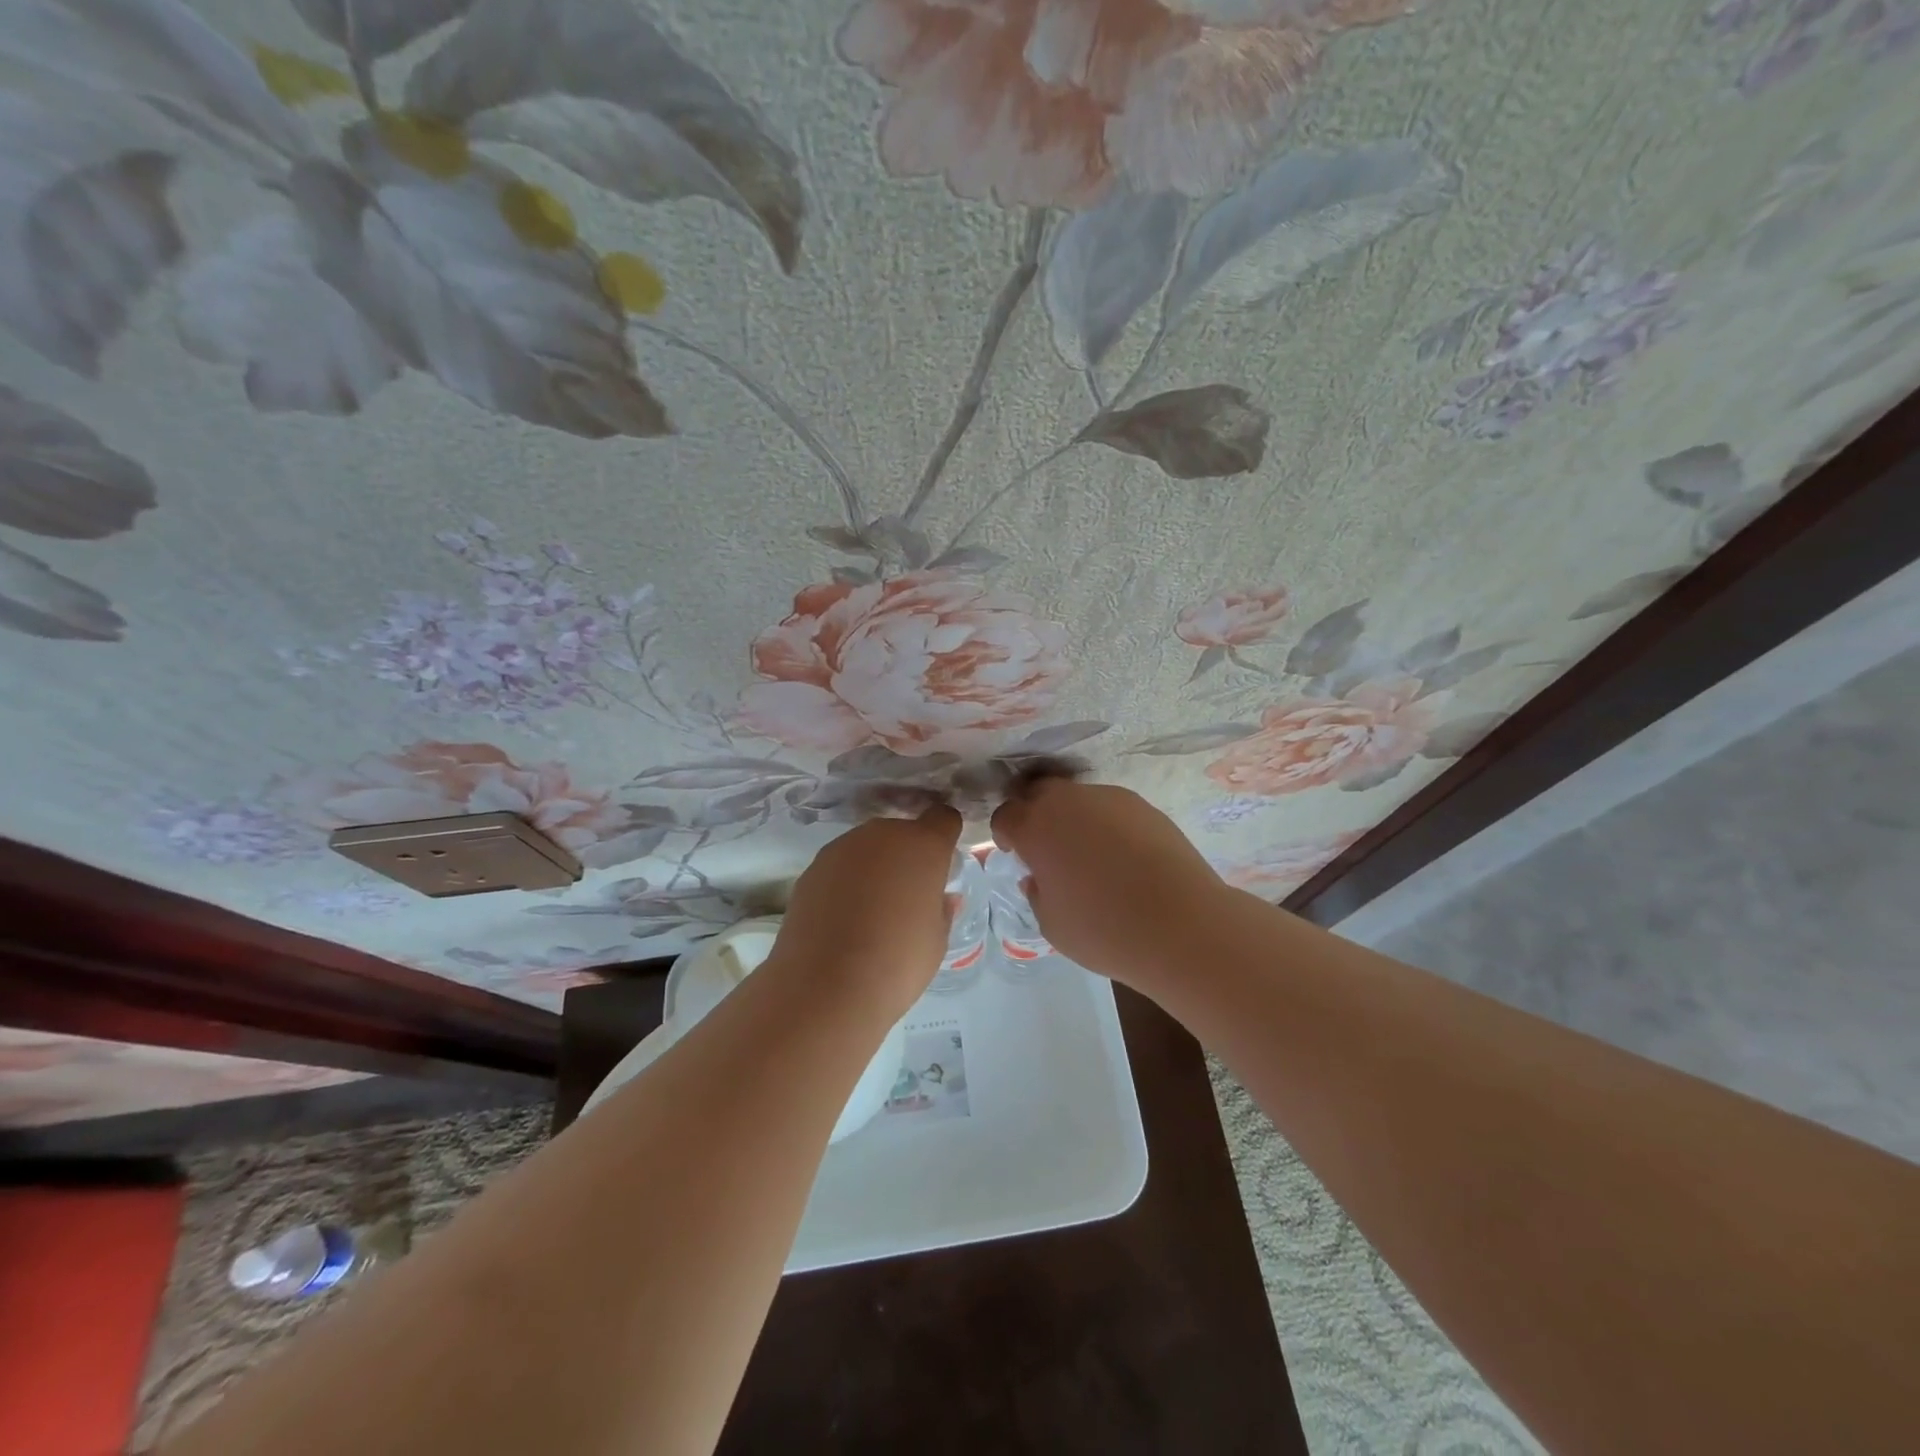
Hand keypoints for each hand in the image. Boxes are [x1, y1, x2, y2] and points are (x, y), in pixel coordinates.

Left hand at [770, 805, 962, 1021]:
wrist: (825, 986)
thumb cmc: (898, 962)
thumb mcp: (937, 941)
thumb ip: (941, 910)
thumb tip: (941, 898)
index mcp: (923, 846)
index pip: (943, 818)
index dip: (945, 837)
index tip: (943, 865)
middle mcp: (882, 835)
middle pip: (902, 833)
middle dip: (908, 856)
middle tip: (907, 897)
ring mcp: (842, 848)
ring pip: (868, 848)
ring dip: (875, 867)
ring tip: (871, 912)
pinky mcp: (812, 868)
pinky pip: (840, 866)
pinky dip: (845, 883)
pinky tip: (843, 919)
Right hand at [991, 779, 1229, 989]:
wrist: (1182, 923)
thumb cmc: (1104, 929)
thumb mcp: (1052, 924)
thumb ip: (1036, 893)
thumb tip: (1038, 877)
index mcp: (1036, 827)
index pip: (1005, 816)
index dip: (1005, 834)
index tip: (1014, 853)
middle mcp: (1068, 802)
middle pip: (1039, 793)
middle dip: (1035, 814)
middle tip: (1045, 847)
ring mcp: (1109, 798)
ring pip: (1078, 799)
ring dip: (1073, 819)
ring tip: (1089, 855)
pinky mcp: (1143, 805)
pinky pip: (1110, 809)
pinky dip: (1106, 826)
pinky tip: (1121, 857)